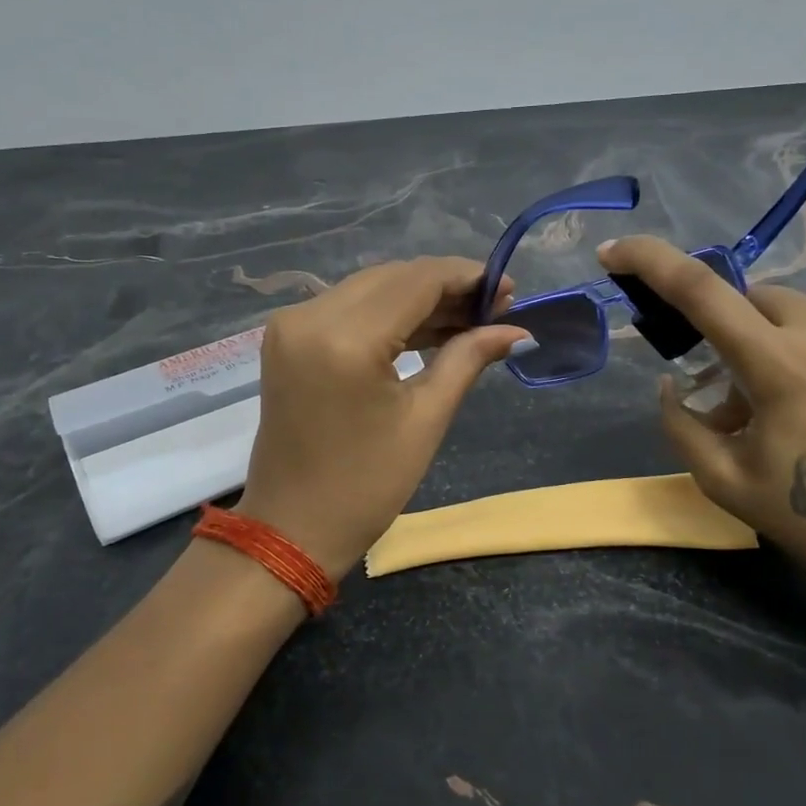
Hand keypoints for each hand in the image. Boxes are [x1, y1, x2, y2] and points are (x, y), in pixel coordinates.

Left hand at [236, 258, 524, 577]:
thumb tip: (518, 331)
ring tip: (470, 319)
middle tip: (495, 308)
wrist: (290, 528)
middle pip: (392, 277)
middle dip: (446, 286)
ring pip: (370, 288)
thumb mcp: (425, 420)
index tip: (509, 288)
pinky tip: (428, 328)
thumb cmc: (365, 485)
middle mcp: (310, 316)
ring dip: (419, 298)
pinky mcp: (287, 338)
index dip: (466, 277)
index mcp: (345, 338)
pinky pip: (348, 308)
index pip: (416, 280)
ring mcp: (292, 324)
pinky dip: (388, 314)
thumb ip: (468, 359)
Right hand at [598, 236, 805, 626]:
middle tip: (730, 393)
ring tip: (790, 411)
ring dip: (776, 349)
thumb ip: (681, 425)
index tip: (613, 251)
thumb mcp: (725, 483)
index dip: (650, 260)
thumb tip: (672, 386)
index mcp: (779, 366)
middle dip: (728, 329)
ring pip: (802, 319)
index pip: (700, 290)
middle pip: (755, 298)